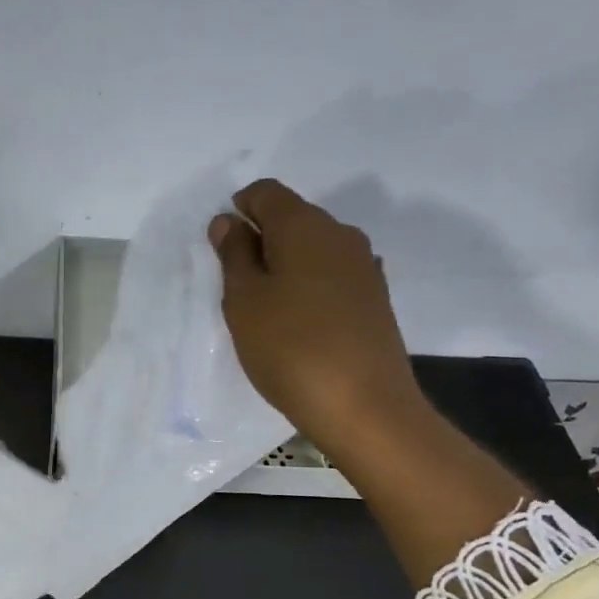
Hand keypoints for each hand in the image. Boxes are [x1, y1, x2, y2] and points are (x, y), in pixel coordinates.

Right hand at [208, 178, 429, 457]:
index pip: (266, 192)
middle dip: (261, 239)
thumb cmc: (290, 348)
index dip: (238, 210)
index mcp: (305, 225)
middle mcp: (341, 234)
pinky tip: (299, 323)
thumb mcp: (244, 301)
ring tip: (266, 309)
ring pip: (313, 248)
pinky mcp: (375, 298)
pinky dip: (308, 285)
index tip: (222, 249)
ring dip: (285, 265)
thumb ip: (234, 255)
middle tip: (238, 285)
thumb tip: (229, 222)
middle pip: (292, 217)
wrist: (364, 406)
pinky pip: (331, 275)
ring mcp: (364, 266)